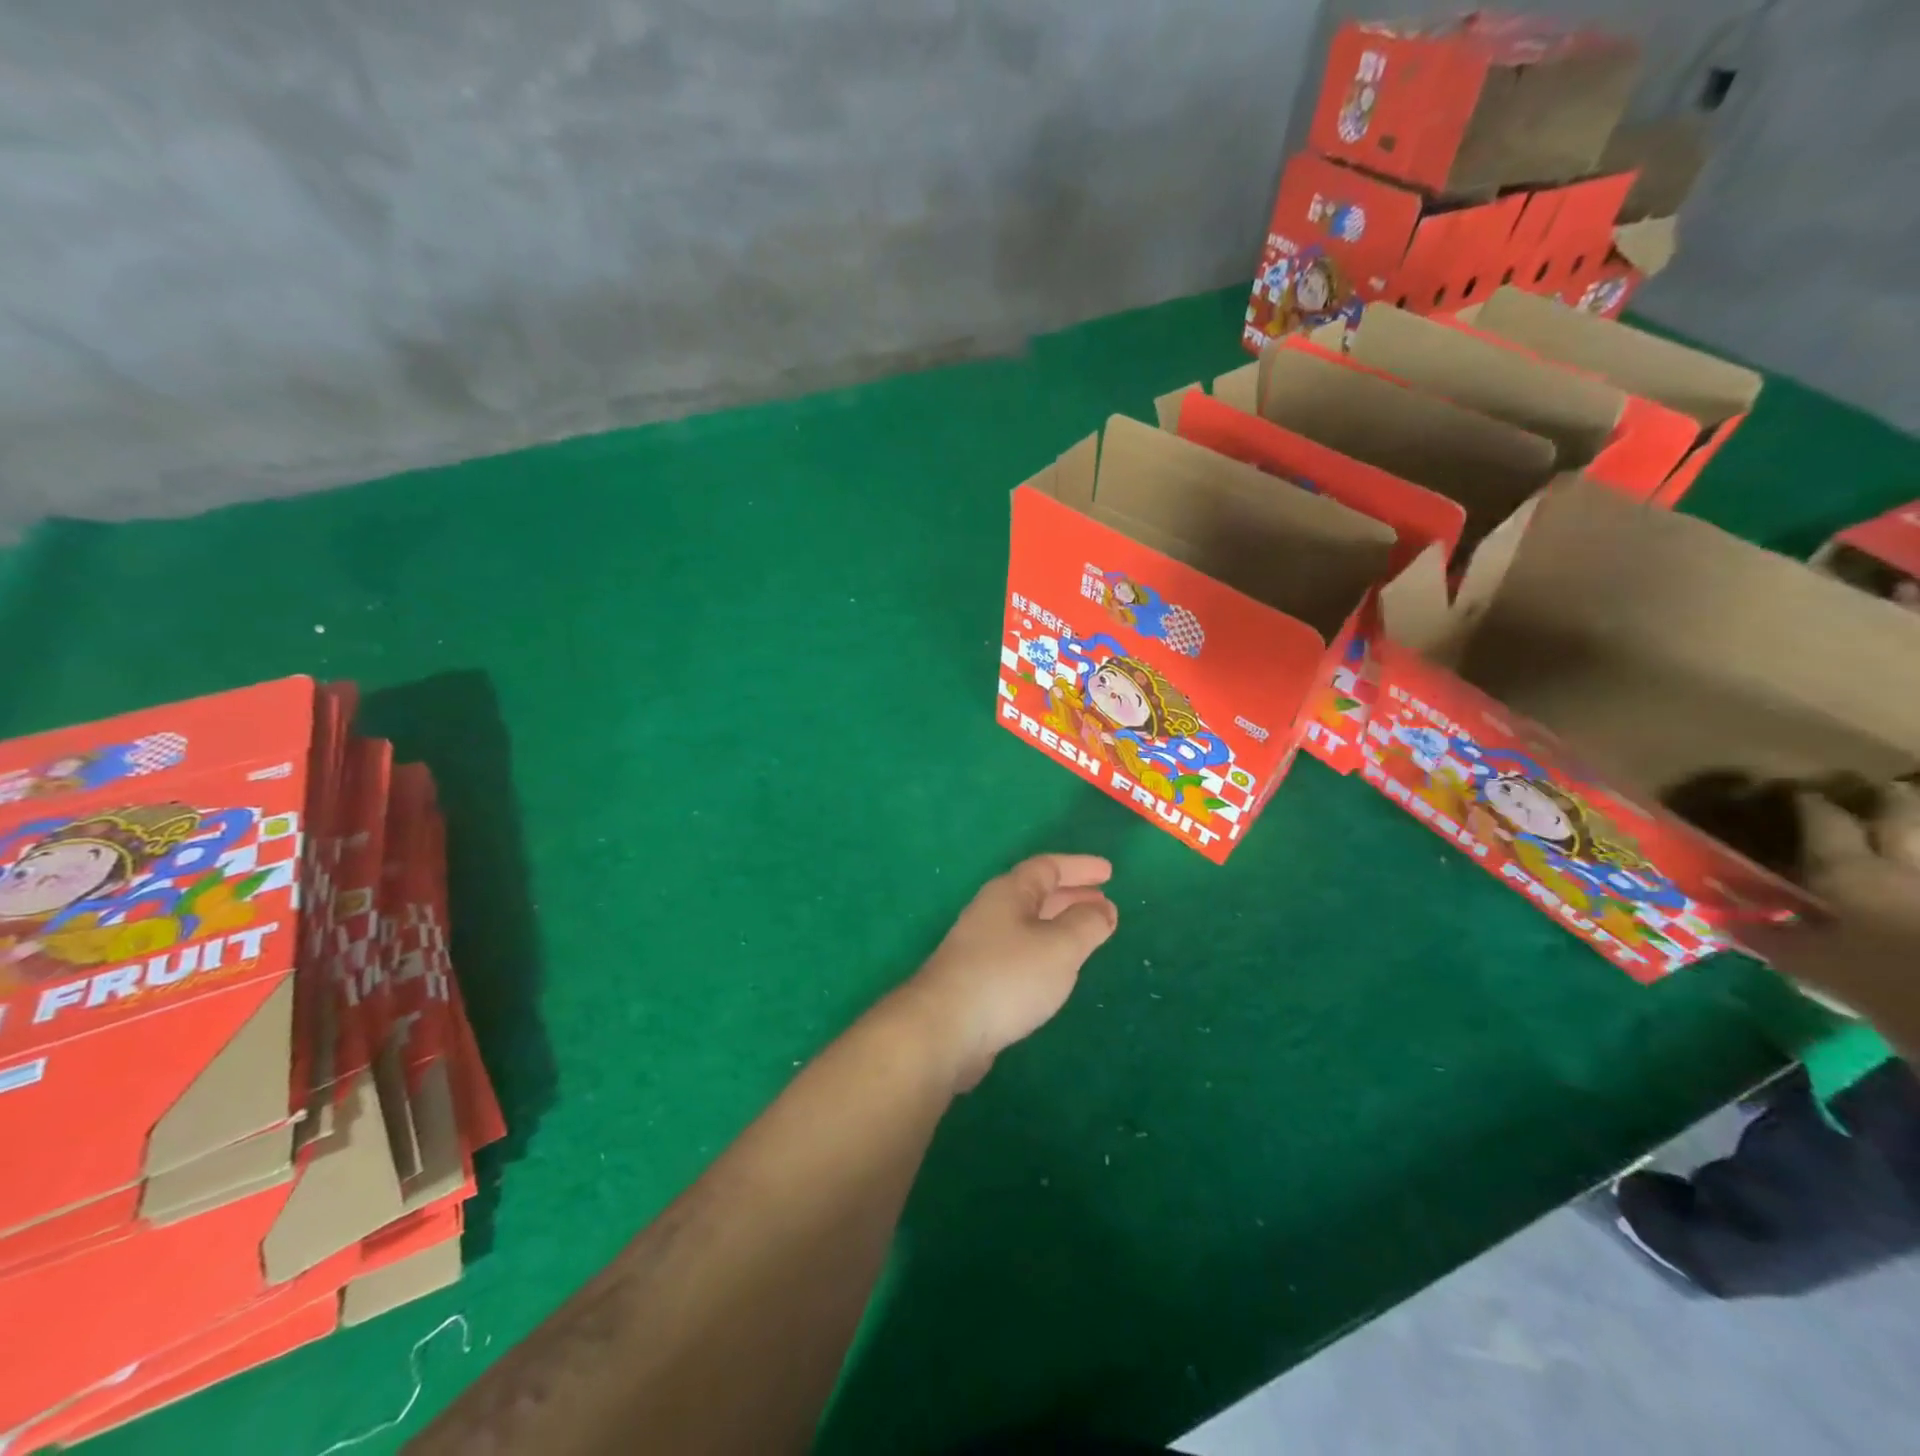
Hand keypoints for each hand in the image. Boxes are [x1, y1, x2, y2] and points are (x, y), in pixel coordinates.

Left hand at [898, 854, 1118, 1090]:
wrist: (945, 1028)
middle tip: (1104, 902)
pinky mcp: (977, 976)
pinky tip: (1055, 969)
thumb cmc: (1008, 977)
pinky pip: (1020, 949)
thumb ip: (1086, 925)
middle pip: (1035, 893)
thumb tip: (1103, 909)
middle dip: (1071, 895)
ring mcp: (980, 945)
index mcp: (1009, 893)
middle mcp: (992, 911)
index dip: (1080, 867)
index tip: (1109, 872)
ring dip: (1059, 922)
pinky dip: (1045, 949)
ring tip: (1087, 932)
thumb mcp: (1059, 947)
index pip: (1048, 867)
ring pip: (1028, 922)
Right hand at [1741, 784, 1919, 1019]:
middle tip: (1878, 788)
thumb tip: (1718, 920)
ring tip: (1907, 820)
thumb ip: (1765, 937)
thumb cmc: (1879, 976)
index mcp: (1848, 871)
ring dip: (1917, 827)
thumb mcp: (1807, 962)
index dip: (1810, 805)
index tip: (1799, 792)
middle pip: (1900, 819)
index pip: (1825, 823)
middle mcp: (1903, 867)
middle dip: (1888, 800)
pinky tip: (1916, 870)